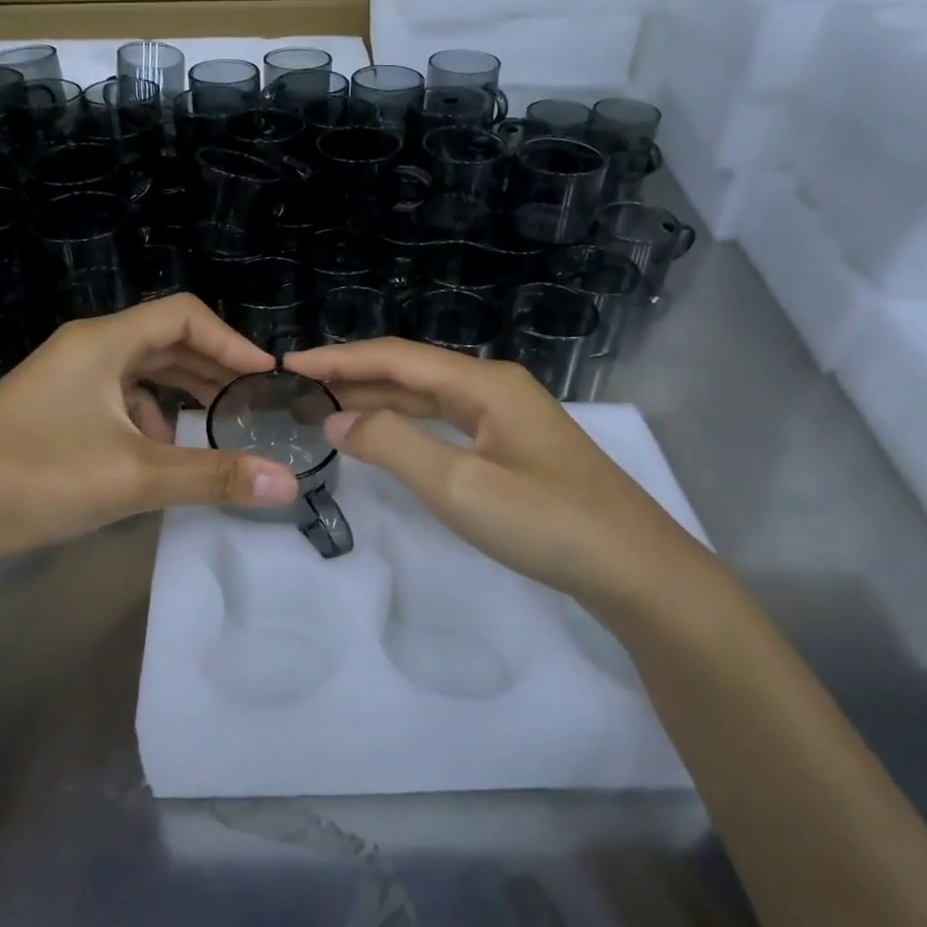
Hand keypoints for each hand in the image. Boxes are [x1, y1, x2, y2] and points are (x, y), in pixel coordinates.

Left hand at [0, 296, 299, 573]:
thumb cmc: (34, 479)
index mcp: (102, 343)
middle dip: (210, 369)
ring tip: (209, 428)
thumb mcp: (133, 478)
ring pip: (138, 371)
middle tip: (249, 402)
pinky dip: (145, 417)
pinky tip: (152, 454)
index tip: (265, 378)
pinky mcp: (49, 410)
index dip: (231, 341)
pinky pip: (113, 398)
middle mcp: (83, 349)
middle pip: (163, 340)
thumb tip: (288, 483)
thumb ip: (212, 477)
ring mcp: (61, 380)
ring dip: (178, 394)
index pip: (184, 315)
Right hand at [282, 338, 710, 605]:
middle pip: (411, 371)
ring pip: (428, 397)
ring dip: (377, 401)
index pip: (395, 357)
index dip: (340, 359)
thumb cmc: (546, 523)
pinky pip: (446, 422)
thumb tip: (335, 418)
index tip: (290, 362)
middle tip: (297, 391)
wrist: (636, 569)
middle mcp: (494, 387)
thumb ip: (392, 446)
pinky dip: (407, 425)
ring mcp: (507, 416)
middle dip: (353, 378)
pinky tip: (384, 436)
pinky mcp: (513, 446)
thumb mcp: (459, 486)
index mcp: (484, 383)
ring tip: (325, 409)